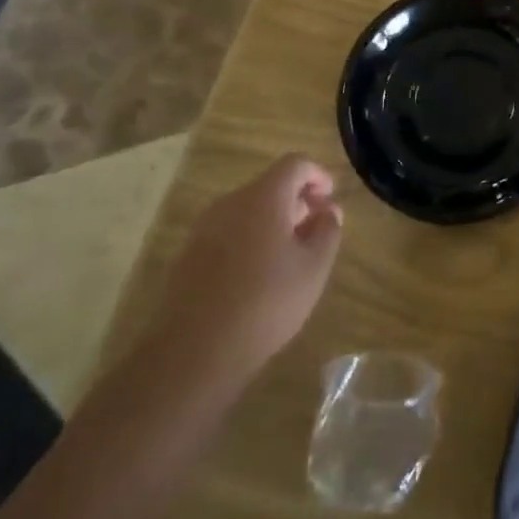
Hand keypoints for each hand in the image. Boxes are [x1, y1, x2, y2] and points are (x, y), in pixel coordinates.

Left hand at [154, 155, 343, 388]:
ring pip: (247, 211)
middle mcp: (230, 203)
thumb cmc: (265, 303)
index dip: (318, 176)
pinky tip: (259, 277)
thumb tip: (329, 210)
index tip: (330, 201)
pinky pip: (228, 233)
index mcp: (263, 197)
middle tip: (316, 231)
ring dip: (273, 223)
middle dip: (297, 202)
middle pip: (270, 186)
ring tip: (290, 257)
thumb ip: (328, 230)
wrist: (192, 354)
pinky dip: (250, 241)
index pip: (295, 164)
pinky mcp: (187, 257)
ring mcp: (203, 230)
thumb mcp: (314, 268)